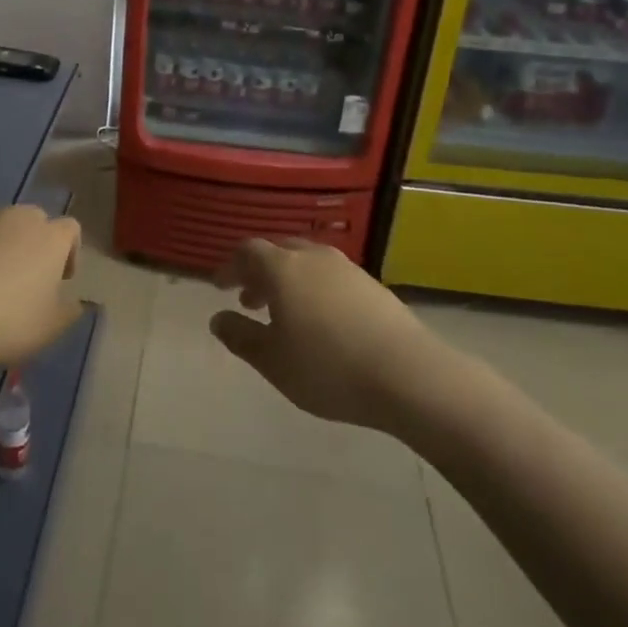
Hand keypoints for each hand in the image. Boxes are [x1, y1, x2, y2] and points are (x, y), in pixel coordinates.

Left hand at [0, 206, 82, 374]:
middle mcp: (19, 217)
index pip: (71, 230)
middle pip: (36, 221)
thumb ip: (70, 312)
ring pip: (2, 225)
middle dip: (36, 244)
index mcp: (51, 237)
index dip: (70, 253)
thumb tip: (74, 302)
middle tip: (28, 280)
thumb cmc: (5, 321)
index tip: (61, 281)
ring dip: (3, 245)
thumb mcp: (50, 328)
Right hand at [210, 237, 452, 434]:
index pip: (247, 252)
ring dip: (289, 281)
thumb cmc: (328, 368)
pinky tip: (322, 322)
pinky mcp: (373, 286)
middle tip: (250, 300)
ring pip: (307, 263)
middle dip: (259, 272)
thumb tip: (218, 318)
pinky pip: (332, 277)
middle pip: (278, 251)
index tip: (220, 286)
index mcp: (282, 268)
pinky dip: (315, 290)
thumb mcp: (273, 361)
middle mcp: (313, 257)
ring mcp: (347, 269)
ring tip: (285, 314)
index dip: (230, 267)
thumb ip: (241, 336)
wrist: (410, 375)